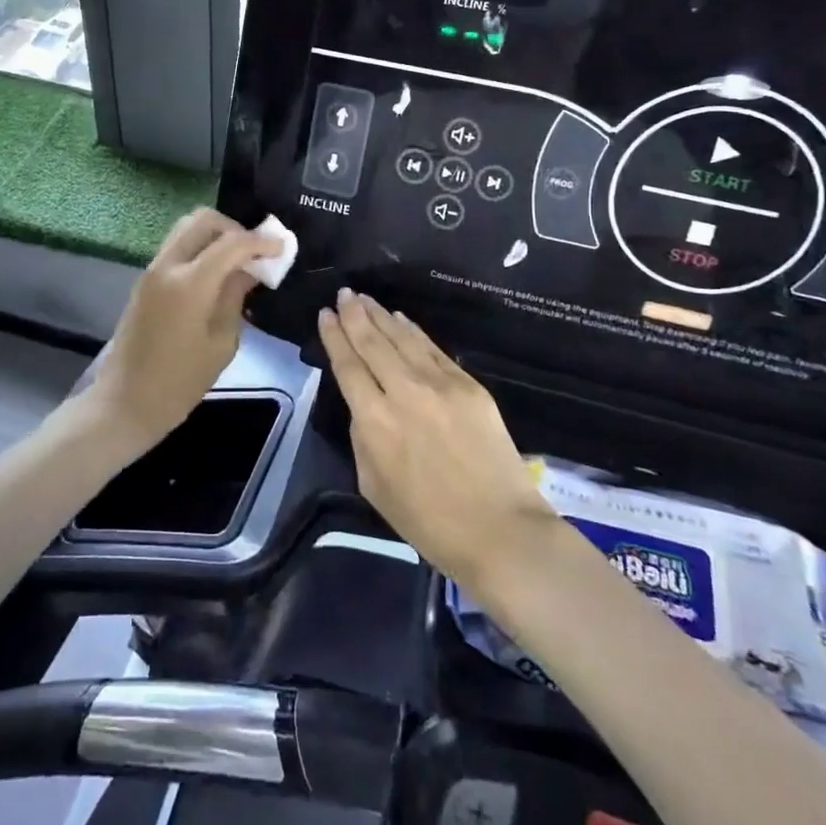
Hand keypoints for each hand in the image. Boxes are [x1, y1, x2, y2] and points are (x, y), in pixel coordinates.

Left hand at [80, 209, 282, 463]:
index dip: (261, 241)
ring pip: (187, 228)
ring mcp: (152, 270)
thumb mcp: (222, 343)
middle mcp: (168, 266)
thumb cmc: (179, 383)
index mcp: (189, 283)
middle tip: (256, 252)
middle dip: (235, 229)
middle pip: (203, 220)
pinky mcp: (146, 280)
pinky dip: (201, 247)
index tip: (282, 248)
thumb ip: (236, 297)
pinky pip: (178, 246)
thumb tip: (250, 271)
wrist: (125, 402)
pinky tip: (218, 272)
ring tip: (239, 261)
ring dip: (216, 235)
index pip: (232, 243)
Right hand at [318, 290, 557, 588]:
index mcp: (374, 421)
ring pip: (403, 339)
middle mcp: (404, 392)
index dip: (334, 337)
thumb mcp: (374, 486)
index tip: (325, 315)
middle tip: (344, 294)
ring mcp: (440, 385)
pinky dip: (414, 332)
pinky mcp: (469, 386)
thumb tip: (365, 407)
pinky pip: (433, 349)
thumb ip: (363, 438)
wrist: (500, 530)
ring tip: (365, 298)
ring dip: (381, 316)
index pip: (348, 366)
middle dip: (355, 315)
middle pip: (373, 343)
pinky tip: (402, 320)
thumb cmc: (429, 521)